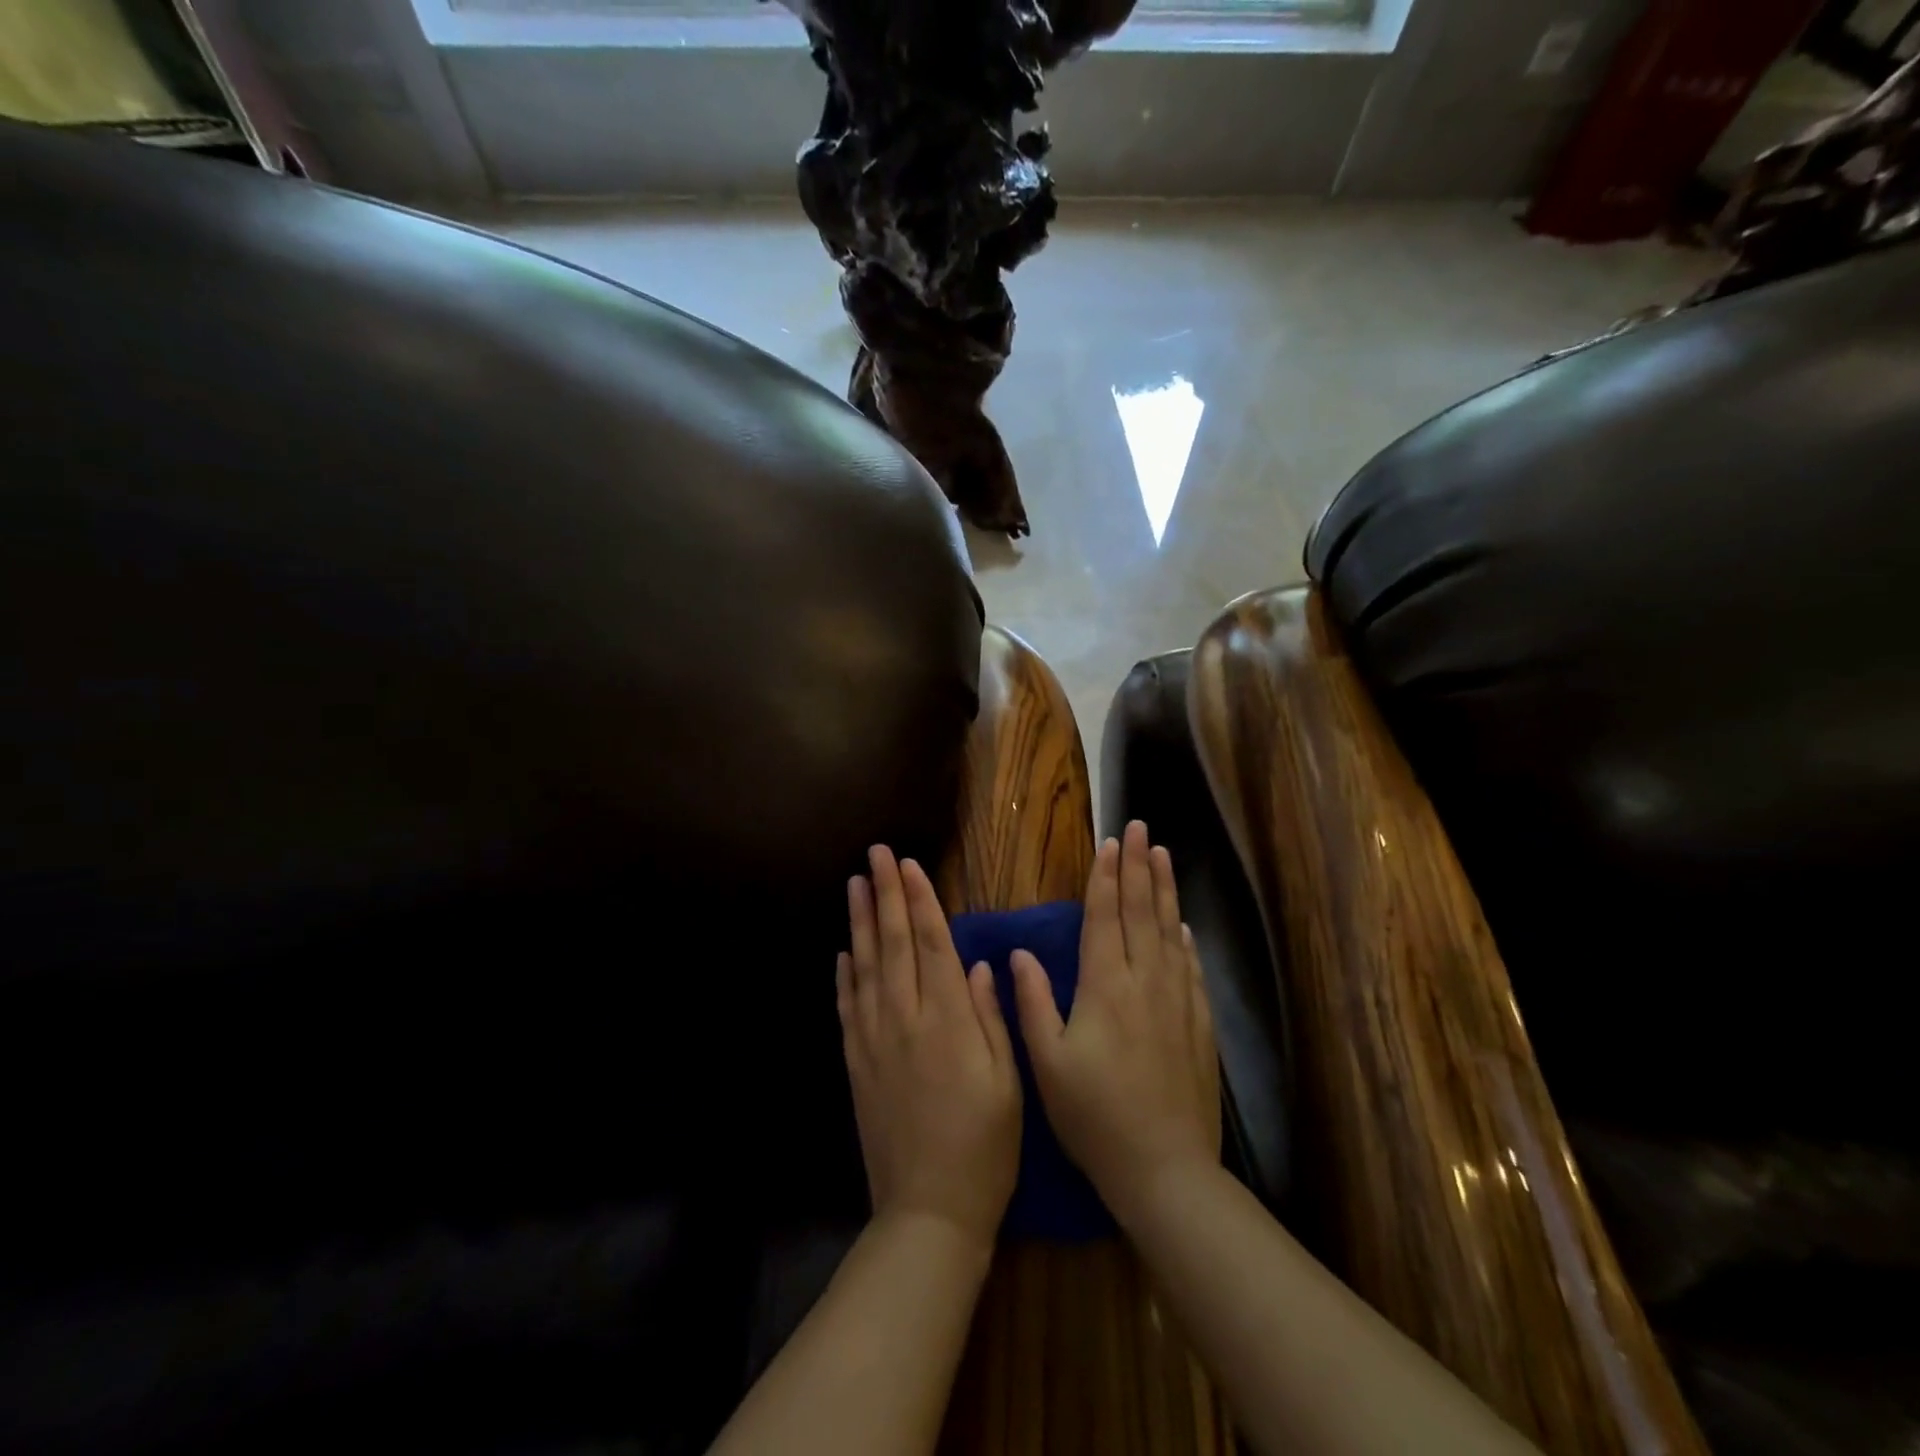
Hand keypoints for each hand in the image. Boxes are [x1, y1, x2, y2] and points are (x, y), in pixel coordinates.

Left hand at [840, 846, 1021, 1247]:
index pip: (932, 943)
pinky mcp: (857, 1063)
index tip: (909, 864)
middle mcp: (906, 1018)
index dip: (921, 899)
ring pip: (866, 966)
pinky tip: (843, 952)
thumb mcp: (1007, 1080)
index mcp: (948, 1019)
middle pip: (895, 943)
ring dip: (861, 922)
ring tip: (855, 885)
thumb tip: (975, 964)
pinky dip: (844, 975)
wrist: (929, 1210)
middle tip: (876, 854)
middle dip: (886, 893)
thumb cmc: (985, 1145)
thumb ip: (989, 1017)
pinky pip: (847, 1008)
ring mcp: (875, 1040)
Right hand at [1010, 820, 1220, 1221]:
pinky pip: (1190, 968)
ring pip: (1168, 931)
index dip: (1106, 877)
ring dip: (1164, 890)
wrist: (1164, 1168)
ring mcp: (1176, 1001)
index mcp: (1104, 986)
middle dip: (1138, 867)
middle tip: (1141, 829)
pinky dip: (1184, 940)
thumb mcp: (1047, 1063)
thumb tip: (1019, 953)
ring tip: (1164, 856)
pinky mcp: (1198, 1024)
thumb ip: (1031, 1002)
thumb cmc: (1094, 1116)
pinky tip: (1182, 926)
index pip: (1104, 917)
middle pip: (1140, 911)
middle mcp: (1143, 981)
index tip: (1111, 843)